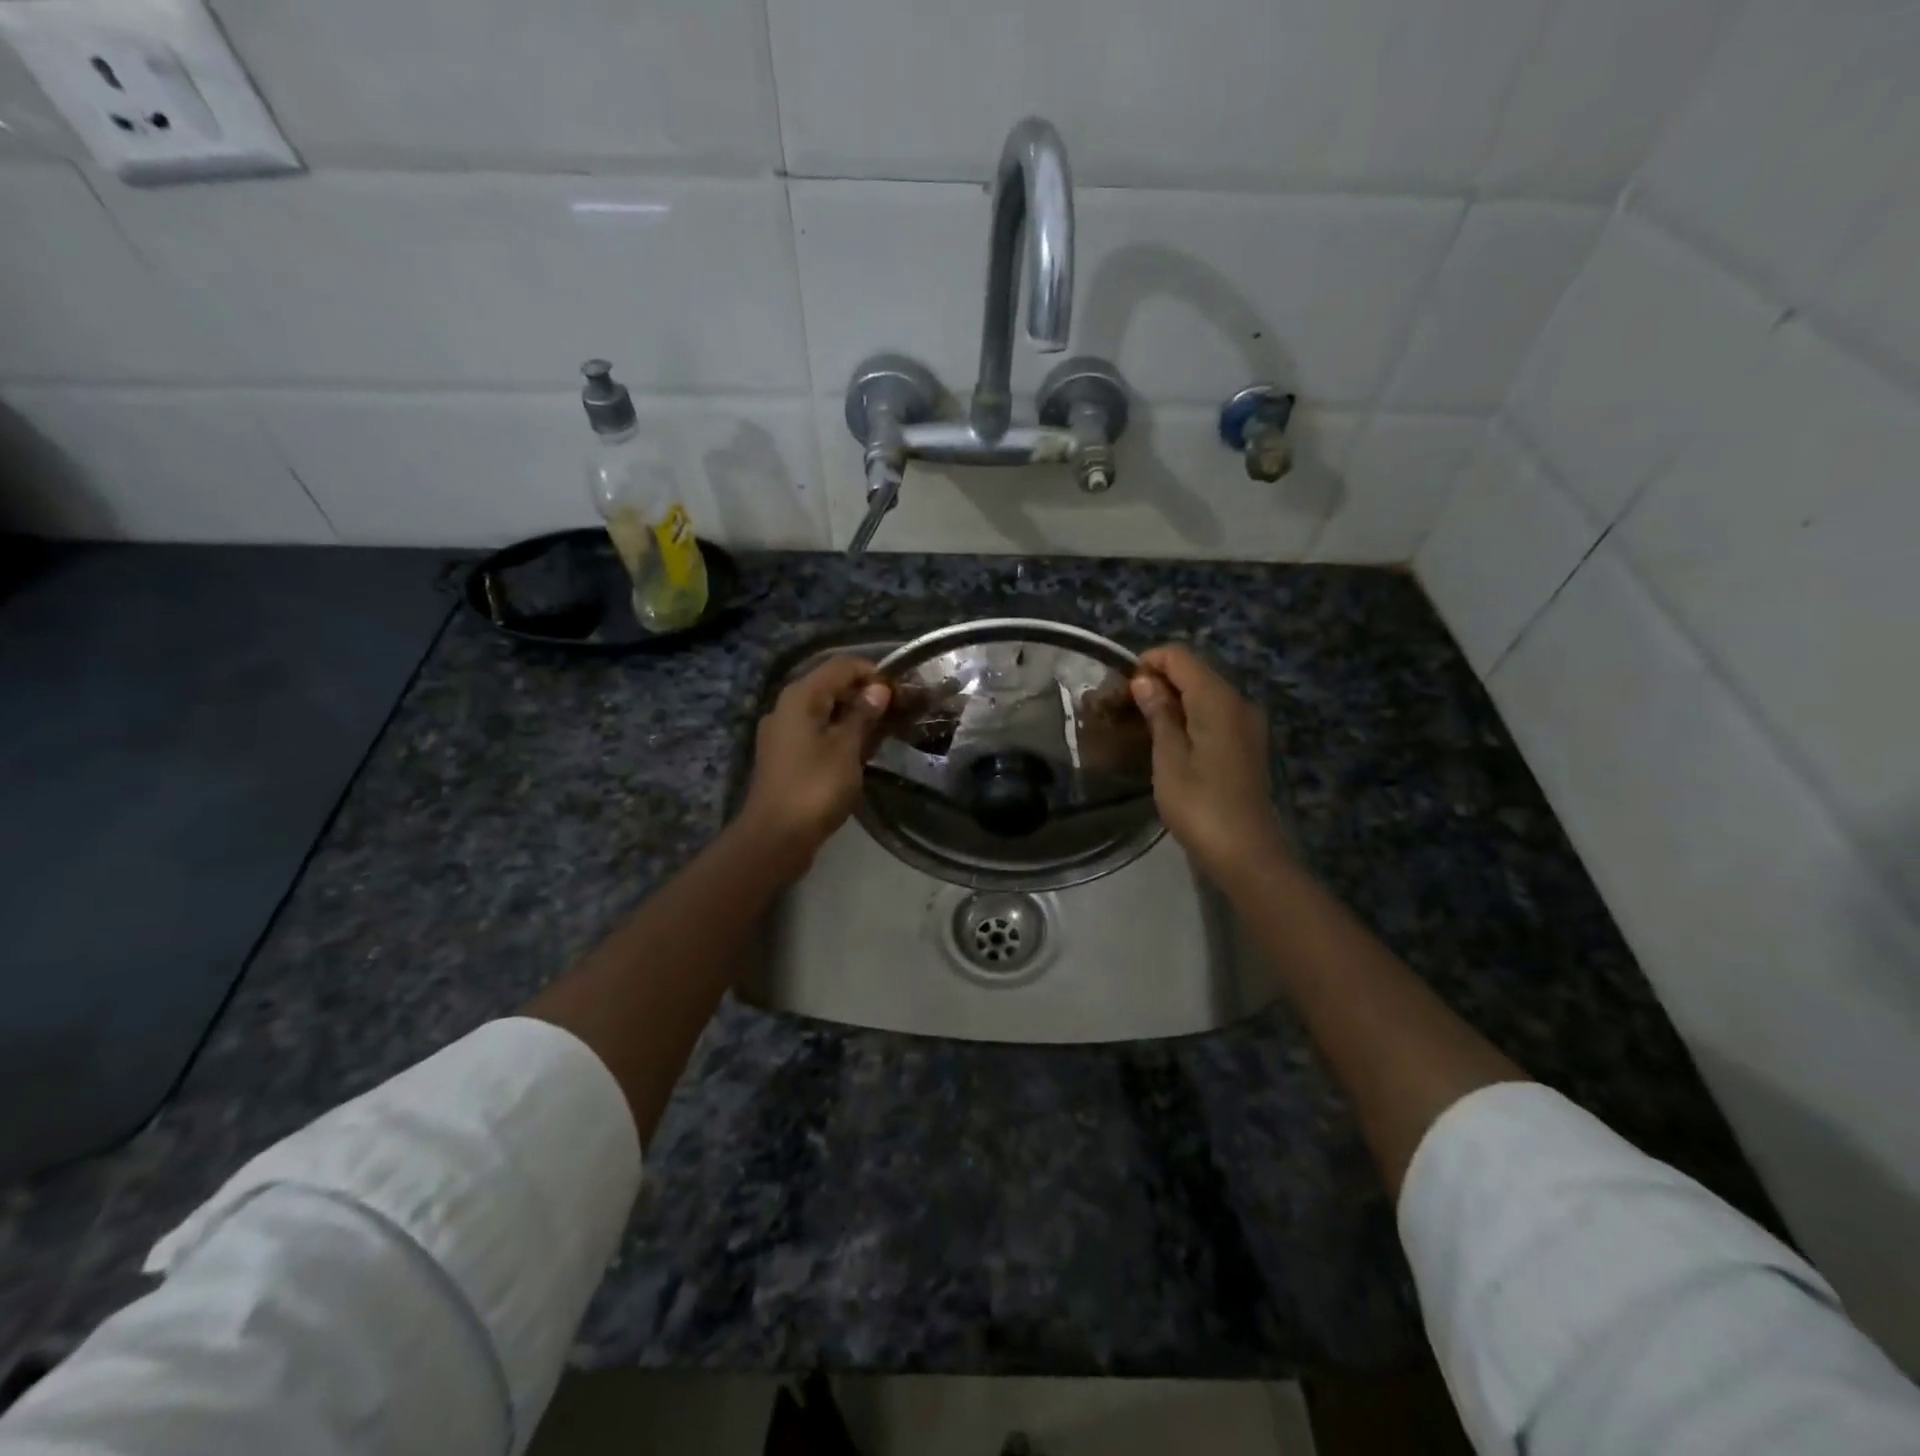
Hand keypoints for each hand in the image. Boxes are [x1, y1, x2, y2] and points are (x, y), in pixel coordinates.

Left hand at [739, 656, 890, 869]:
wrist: (776, 837)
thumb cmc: (815, 787)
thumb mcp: (847, 748)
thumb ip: (864, 714)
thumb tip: (878, 688)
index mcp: (800, 696)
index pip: (842, 665)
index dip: (874, 673)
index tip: (902, 692)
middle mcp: (788, 707)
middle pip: (832, 686)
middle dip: (867, 694)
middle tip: (900, 712)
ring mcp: (784, 733)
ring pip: (826, 711)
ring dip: (857, 717)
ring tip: (888, 731)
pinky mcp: (787, 756)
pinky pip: (818, 733)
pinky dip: (842, 735)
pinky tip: (863, 750)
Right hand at [1129, 645, 1287, 885]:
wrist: (1245, 852)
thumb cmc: (1200, 805)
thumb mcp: (1169, 759)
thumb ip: (1159, 714)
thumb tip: (1145, 681)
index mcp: (1218, 700)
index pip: (1180, 657)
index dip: (1149, 662)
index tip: (1122, 688)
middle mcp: (1238, 702)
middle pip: (1195, 671)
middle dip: (1159, 679)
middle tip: (1126, 705)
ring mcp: (1247, 723)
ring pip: (1205, 692)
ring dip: (1173, 698)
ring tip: (1142, 721)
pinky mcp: (1247, 743)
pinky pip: (1215, 713)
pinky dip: (1190, 714)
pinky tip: (1170, 738)